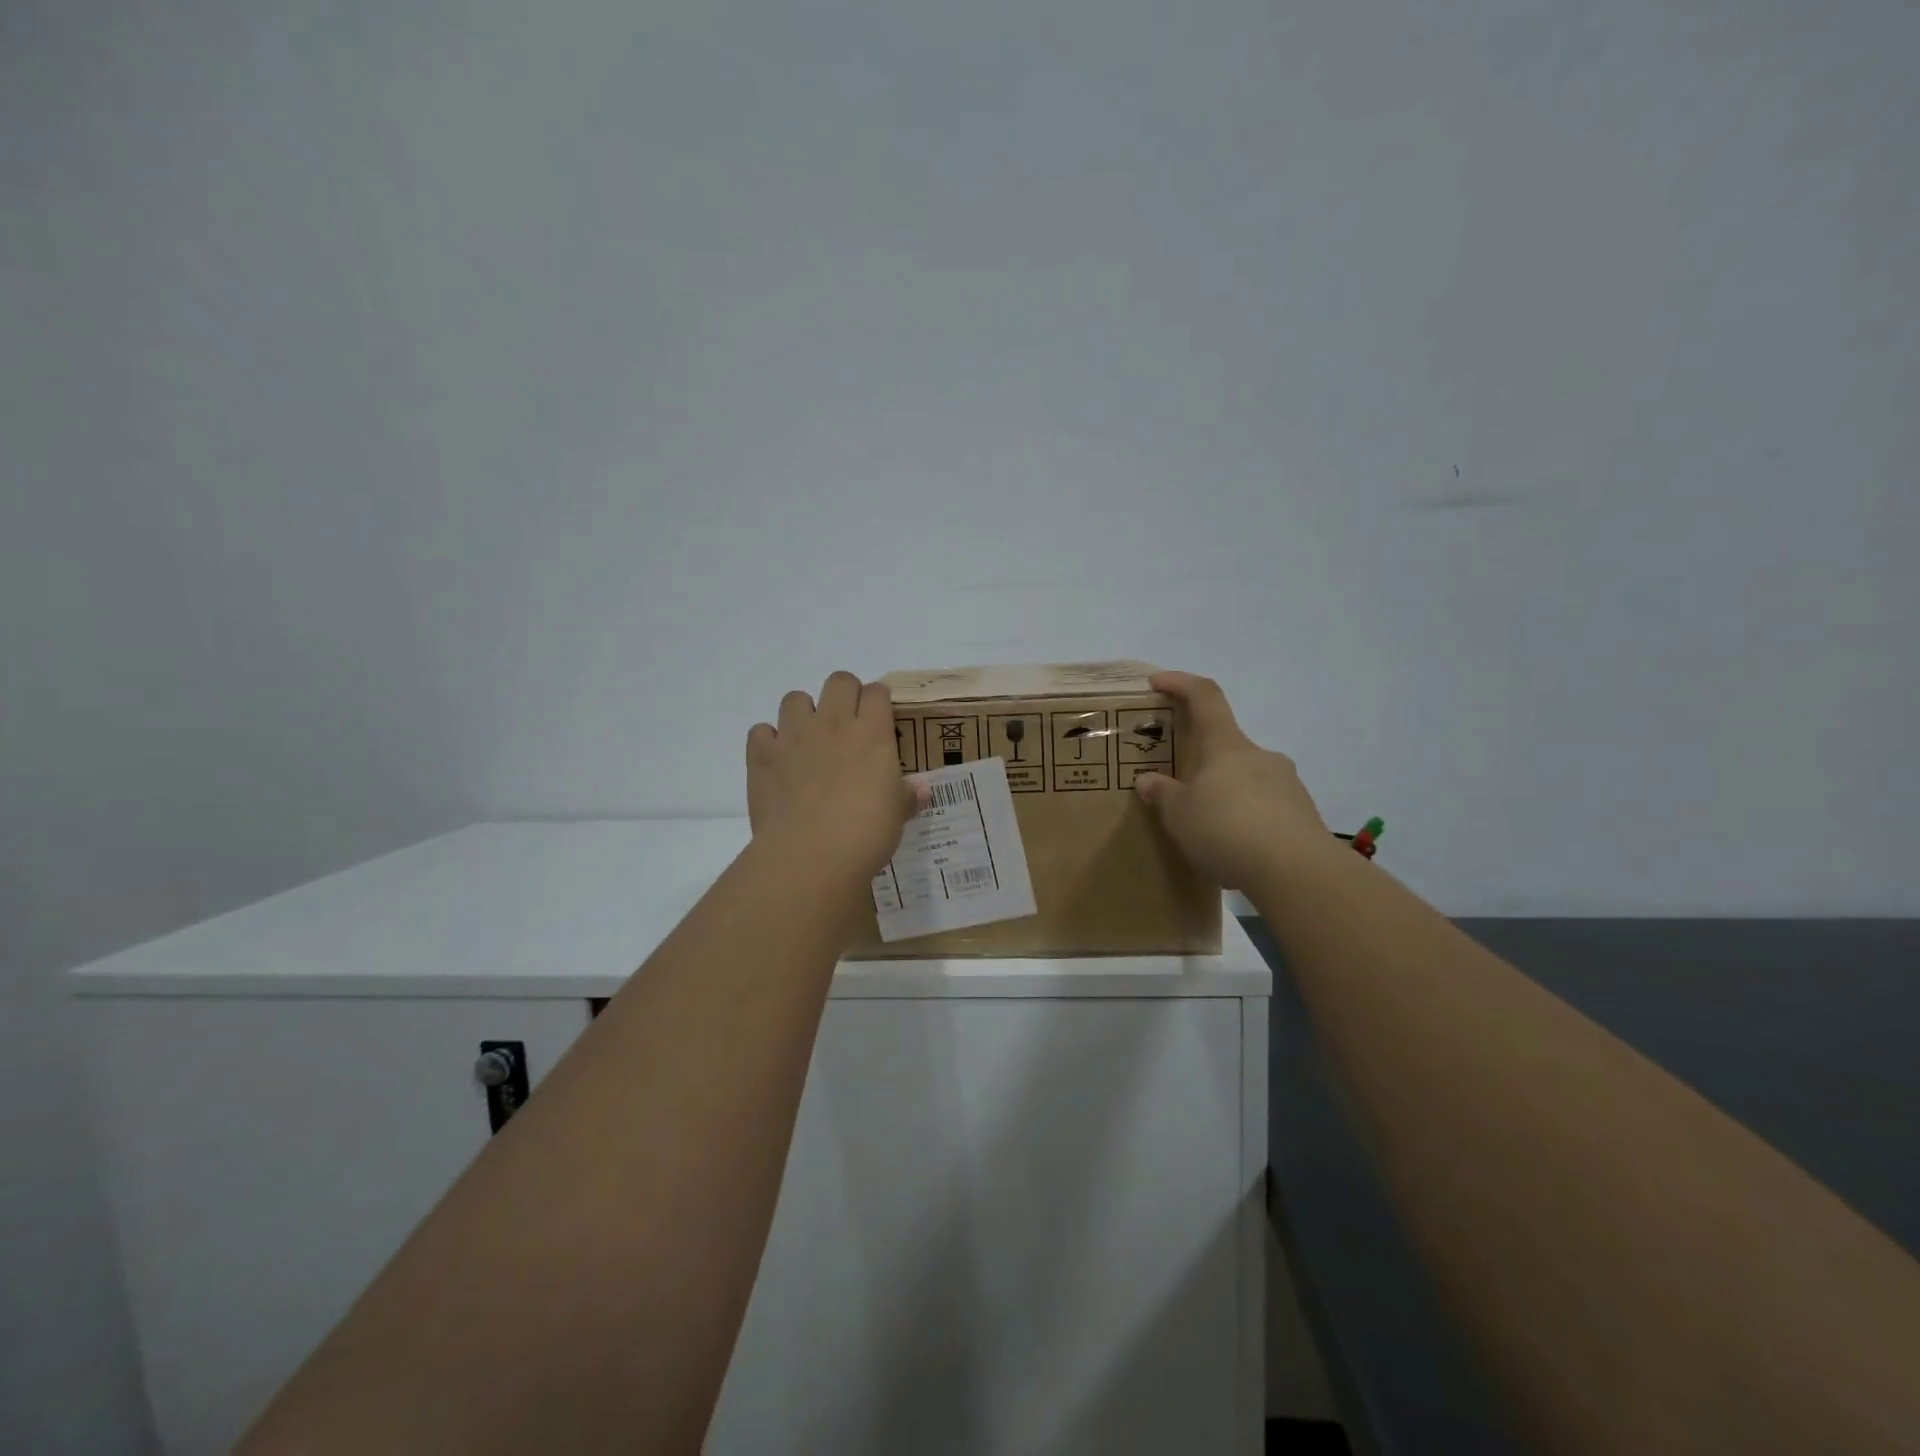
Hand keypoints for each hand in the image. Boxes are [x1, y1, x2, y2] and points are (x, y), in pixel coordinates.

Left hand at [746, 672, 926, 880]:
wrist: (810, 856)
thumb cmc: (865, 833)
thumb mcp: (897, 815)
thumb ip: (908, 796)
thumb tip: (921, 789)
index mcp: (872, 733)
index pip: (877, 692)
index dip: (879, 702)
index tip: (880, 721)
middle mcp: (833, 723)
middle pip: (839, 680)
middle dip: (844, 695)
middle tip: (847, 726)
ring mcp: (794, 735)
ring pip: (795, 698)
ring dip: (803, 714)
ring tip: (809, 741)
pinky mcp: (763, 755)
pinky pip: (761, 731)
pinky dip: (769, 742)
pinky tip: (778, 762)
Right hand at [1134, 671, 1334, 889]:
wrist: (1297, 872)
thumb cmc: (1227, 830)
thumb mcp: (1179, 815)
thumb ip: (1163, 794)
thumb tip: (1149, 781)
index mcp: (1226, 746)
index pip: (1205, 697)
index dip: (1180, 683)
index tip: (1158, 682)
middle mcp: (1260, 755)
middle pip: (1226, 744)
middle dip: (1202, 761)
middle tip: (1180, 786)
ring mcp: (1287, 783)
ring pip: (1247, 778)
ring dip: (1225, 793)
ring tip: (1206, 827)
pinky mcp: (1303, 814)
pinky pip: (1266, 807)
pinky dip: (1246, 818)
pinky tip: (1234, 848)